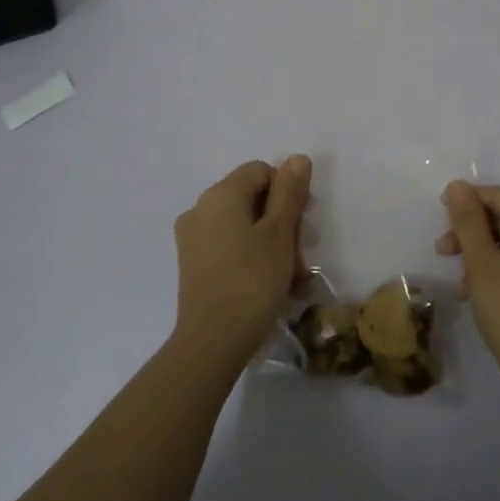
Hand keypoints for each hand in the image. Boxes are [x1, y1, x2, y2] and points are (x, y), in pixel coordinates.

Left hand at [172, 156, 311, 373]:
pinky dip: (256, 260)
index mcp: (220, 195)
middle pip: (253, 200)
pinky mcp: (195, 266)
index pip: (261, 171)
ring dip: (276, 246)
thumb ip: (289, 192)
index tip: (305, 222)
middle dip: (285, 223)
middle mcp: (201, 210)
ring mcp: (194, 239)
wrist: (211, 342)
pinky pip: (232, 249)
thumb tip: (296, 158)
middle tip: (305, 254)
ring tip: (297, 279)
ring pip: (245, 228)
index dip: (288, 190)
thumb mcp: (280, 233)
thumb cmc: (252, 280)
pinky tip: (279, 288)